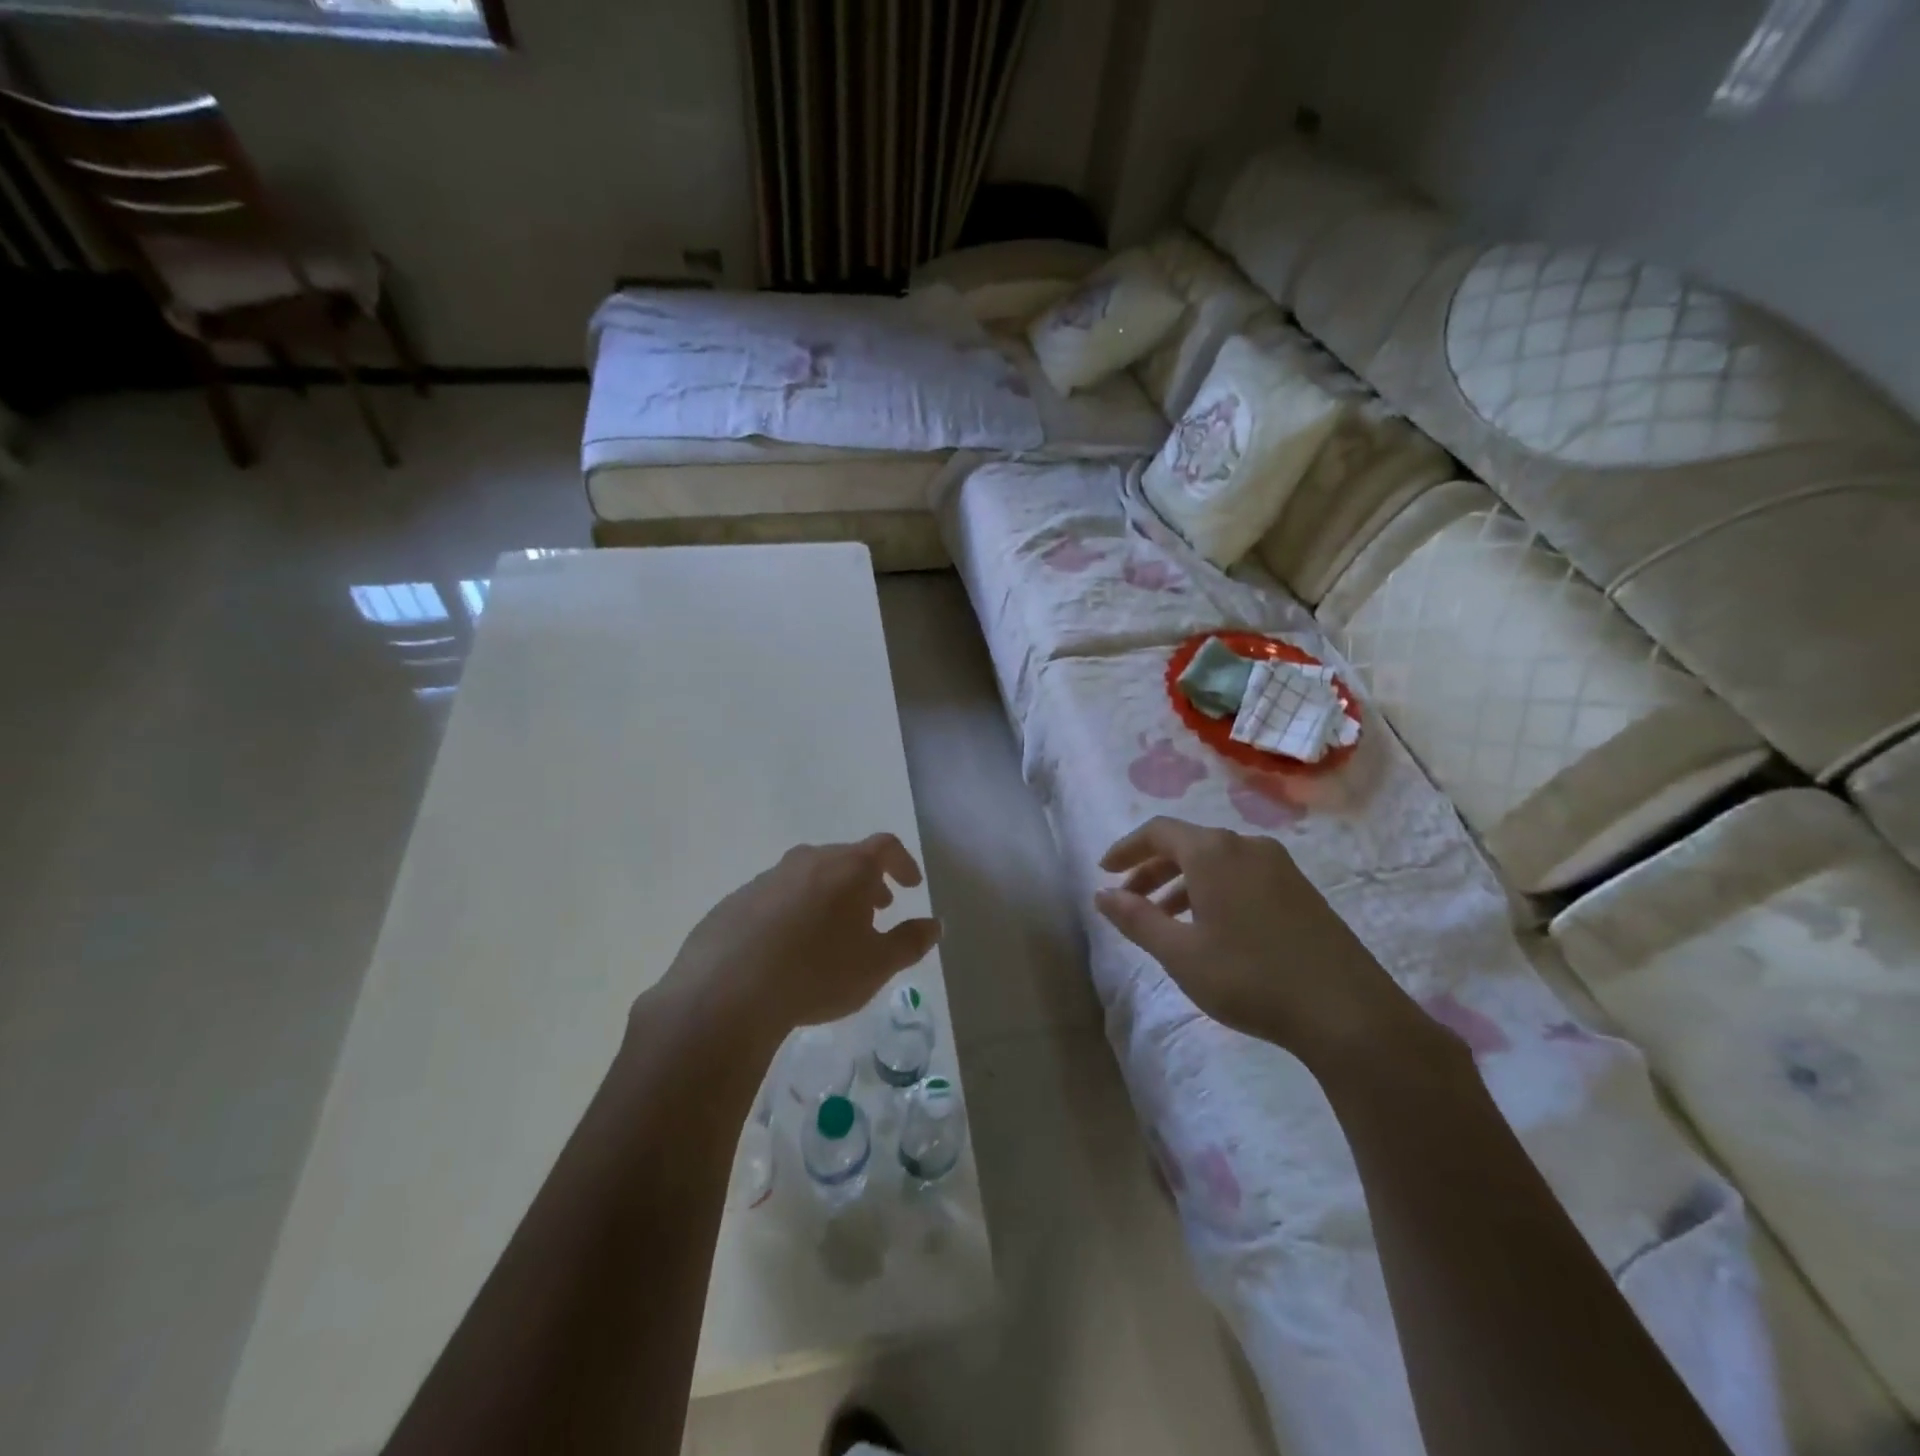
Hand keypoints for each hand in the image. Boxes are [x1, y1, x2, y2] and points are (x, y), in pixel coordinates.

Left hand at [656, 833, 940, 1042]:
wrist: (726, 992)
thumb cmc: (817, 973)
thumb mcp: (877, 965)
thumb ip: (910, 942)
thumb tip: (934, 924)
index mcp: (847, 868)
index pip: (885, 847)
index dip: (903, 863)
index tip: (911, 887)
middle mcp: (808, 861)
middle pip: (845, 859)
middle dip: (866, 882)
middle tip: (875, 911)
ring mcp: (767, 878)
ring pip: (808, 877)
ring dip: (828, 896)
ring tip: (831, 934)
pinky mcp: (735, 902)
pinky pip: (776, 898)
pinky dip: (793, 912)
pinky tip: (787, 950)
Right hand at [1095, 817, 1423, 1068]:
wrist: (1347, 1012)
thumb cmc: (1250, 978)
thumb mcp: (1180, 953)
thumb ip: (1136, 919)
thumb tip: (1102, 895)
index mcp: (1214, 852)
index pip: (1158, 831)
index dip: (1126, 848)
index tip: (1105, 871)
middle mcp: (1246, 847)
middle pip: (1188, 844)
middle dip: (1152, 869)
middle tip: (1129, 900)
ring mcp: (1279, 867)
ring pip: (1216, 862)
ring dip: (1182, 883)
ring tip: (1165, 921)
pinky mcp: (1301, 890)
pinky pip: (1242, 876)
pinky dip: (1213, 891)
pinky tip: (1211, 929)